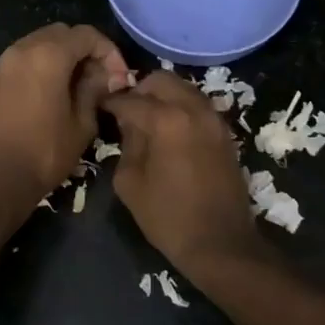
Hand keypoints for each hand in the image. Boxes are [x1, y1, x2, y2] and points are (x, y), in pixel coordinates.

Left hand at [0, 24, 131, 197]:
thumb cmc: (45, 152)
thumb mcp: (82, 123)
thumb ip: (94, 90)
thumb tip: (106, 76)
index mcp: (48, 55)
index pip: (86, 35)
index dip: (109, 51)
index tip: (118, 77)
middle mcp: (21, 49)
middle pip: (60, 34)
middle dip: (83, 50)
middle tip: (97, 79)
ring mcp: (0, 64)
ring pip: (37, 45)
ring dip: (59, 58)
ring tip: (73, 87)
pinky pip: (19, 62)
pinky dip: (37, 69)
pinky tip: (46, 96)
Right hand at [101, 71, 260, 272]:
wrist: (221, 244)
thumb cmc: (168, 217)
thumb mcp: (130, 182)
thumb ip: (126, 144)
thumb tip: (128, 124)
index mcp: (167, 120)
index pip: (130, 99)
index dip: (111, 102)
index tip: (100, 107)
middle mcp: (193, 109)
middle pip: (161, 80)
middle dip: (140, 90)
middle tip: (126, 111)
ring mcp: (214, 119)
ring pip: (183, 88)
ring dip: (162, 97)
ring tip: (147, 120)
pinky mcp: (225, 132)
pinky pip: (197, 106)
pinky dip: (180, 109)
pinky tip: (169, 131)